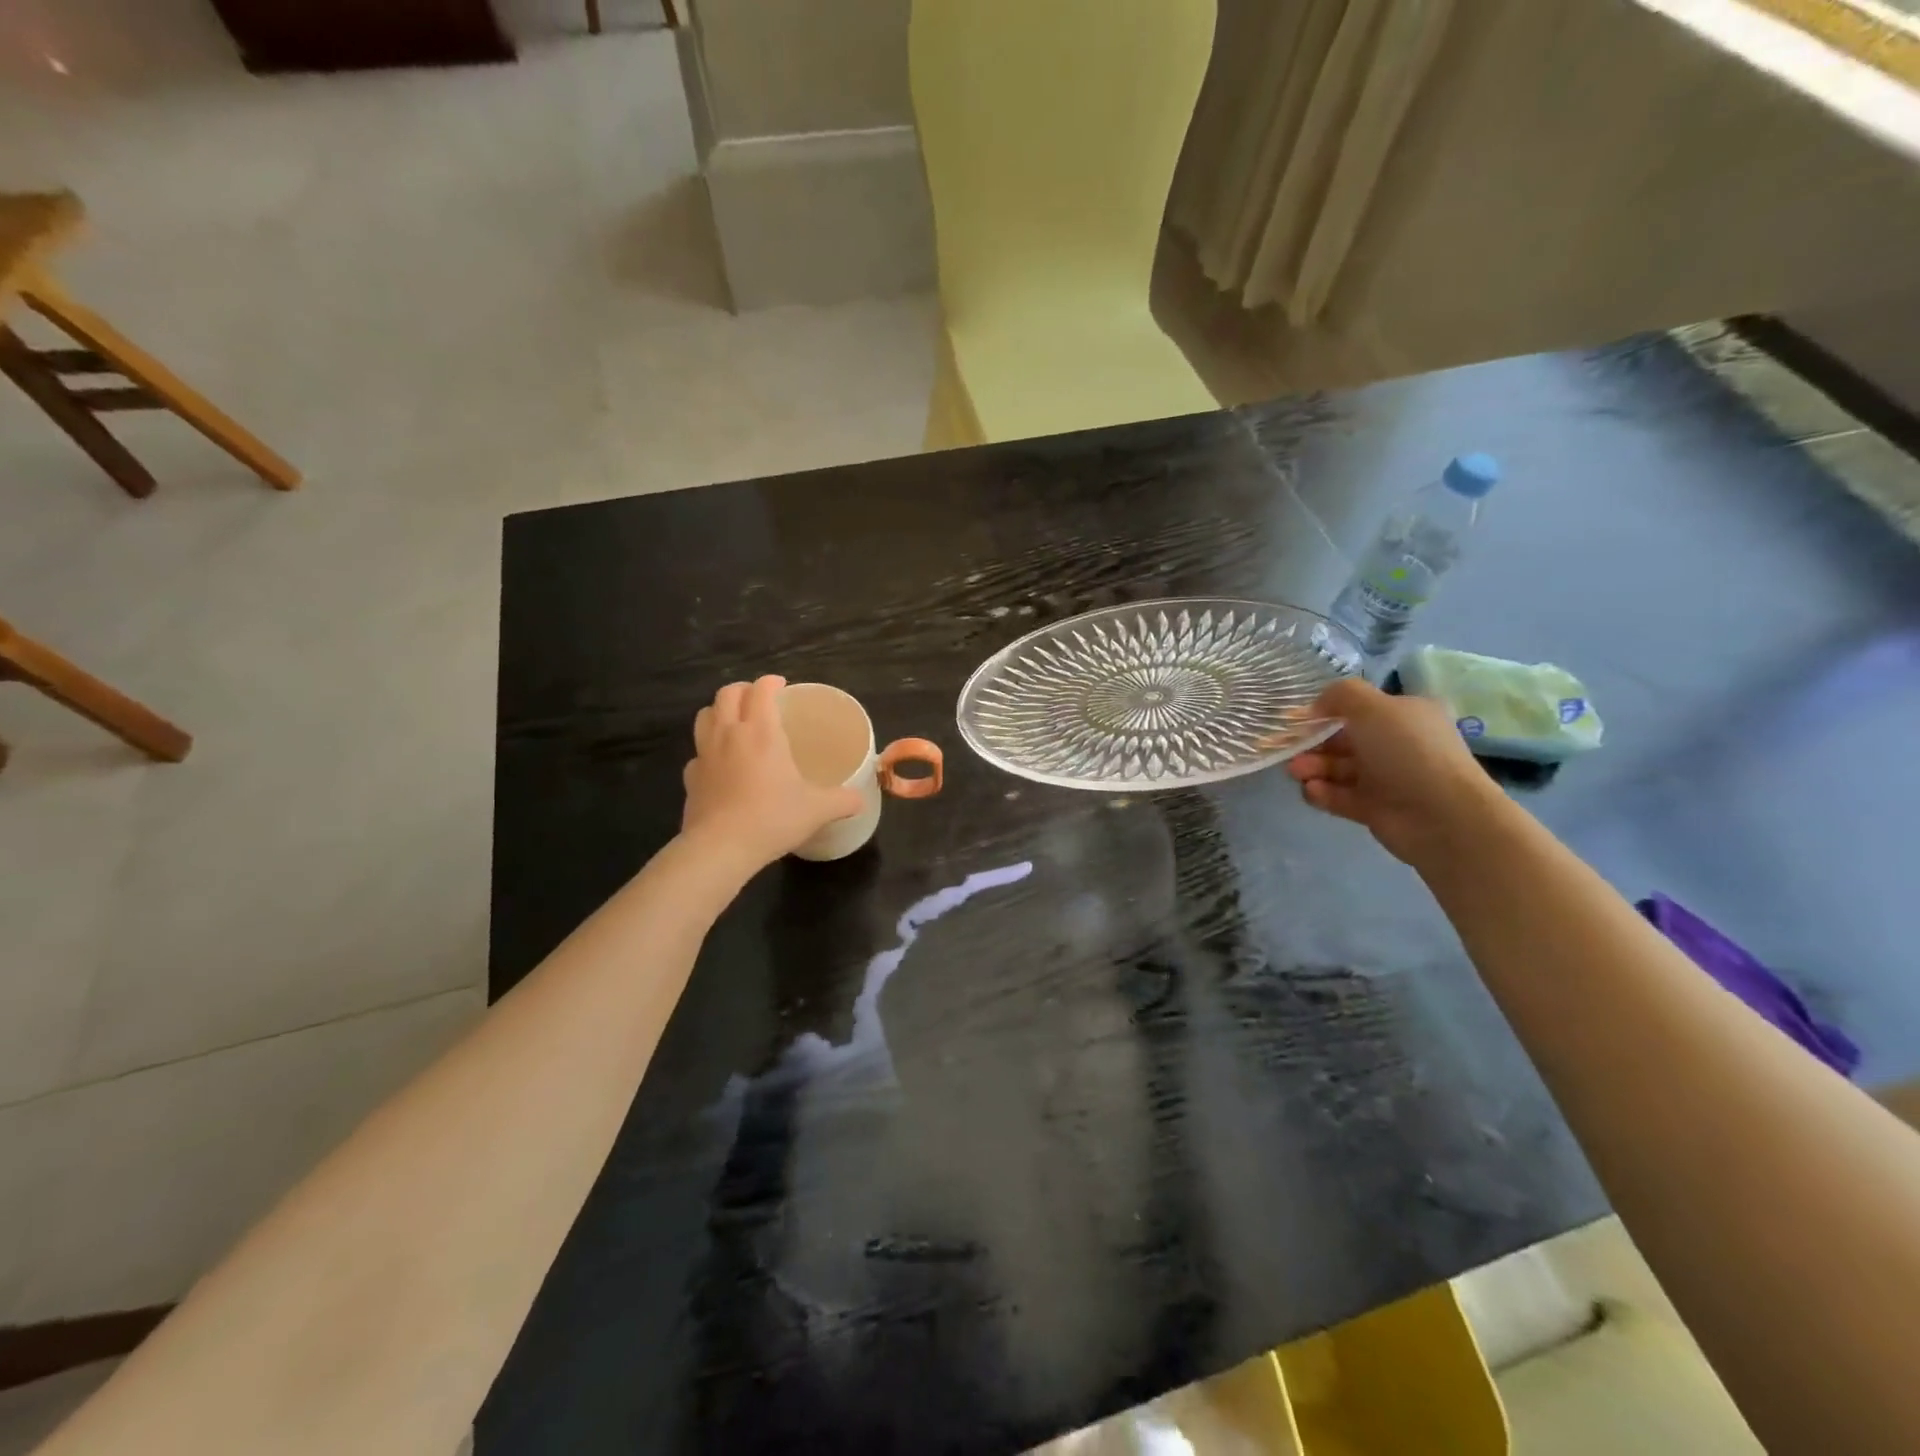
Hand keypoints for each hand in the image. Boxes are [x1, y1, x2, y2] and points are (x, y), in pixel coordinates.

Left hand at [681, 676, 863, 870]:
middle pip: (727, 694)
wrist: (721, 848)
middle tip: (759, 700)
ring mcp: (704, 754)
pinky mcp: (689, 777)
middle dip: (743, 690)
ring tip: (734, 722)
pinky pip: (697, 753)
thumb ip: (842, 800)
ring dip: (719, 711)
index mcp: (761, 732)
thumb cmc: (772, 818)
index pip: (761, 690)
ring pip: (705, 716)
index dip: (771, 682)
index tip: (782, 685)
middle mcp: (729, 734)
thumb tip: (861, 799)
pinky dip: (708, 750)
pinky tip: (720, 765)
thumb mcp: (817, 809)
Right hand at [1287, 677, 1505, 865]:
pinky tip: (1312, 791)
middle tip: (1290, 751)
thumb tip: (1316, 707)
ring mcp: (1385, 778)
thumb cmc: (1407, 751)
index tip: (1295, 720)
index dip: (1325, 712)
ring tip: (1297, 773)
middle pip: (1343, 740)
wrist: (1441, 816)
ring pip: (1338, 769)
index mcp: (1404, 716)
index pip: (1359, 709)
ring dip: (1313, 768)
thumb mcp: (1372, 706)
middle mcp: (1395, 744)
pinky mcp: (1374, 808)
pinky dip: (1322, 793)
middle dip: (1313, 744)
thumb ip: (1339, 695)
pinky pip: (1340, 796)